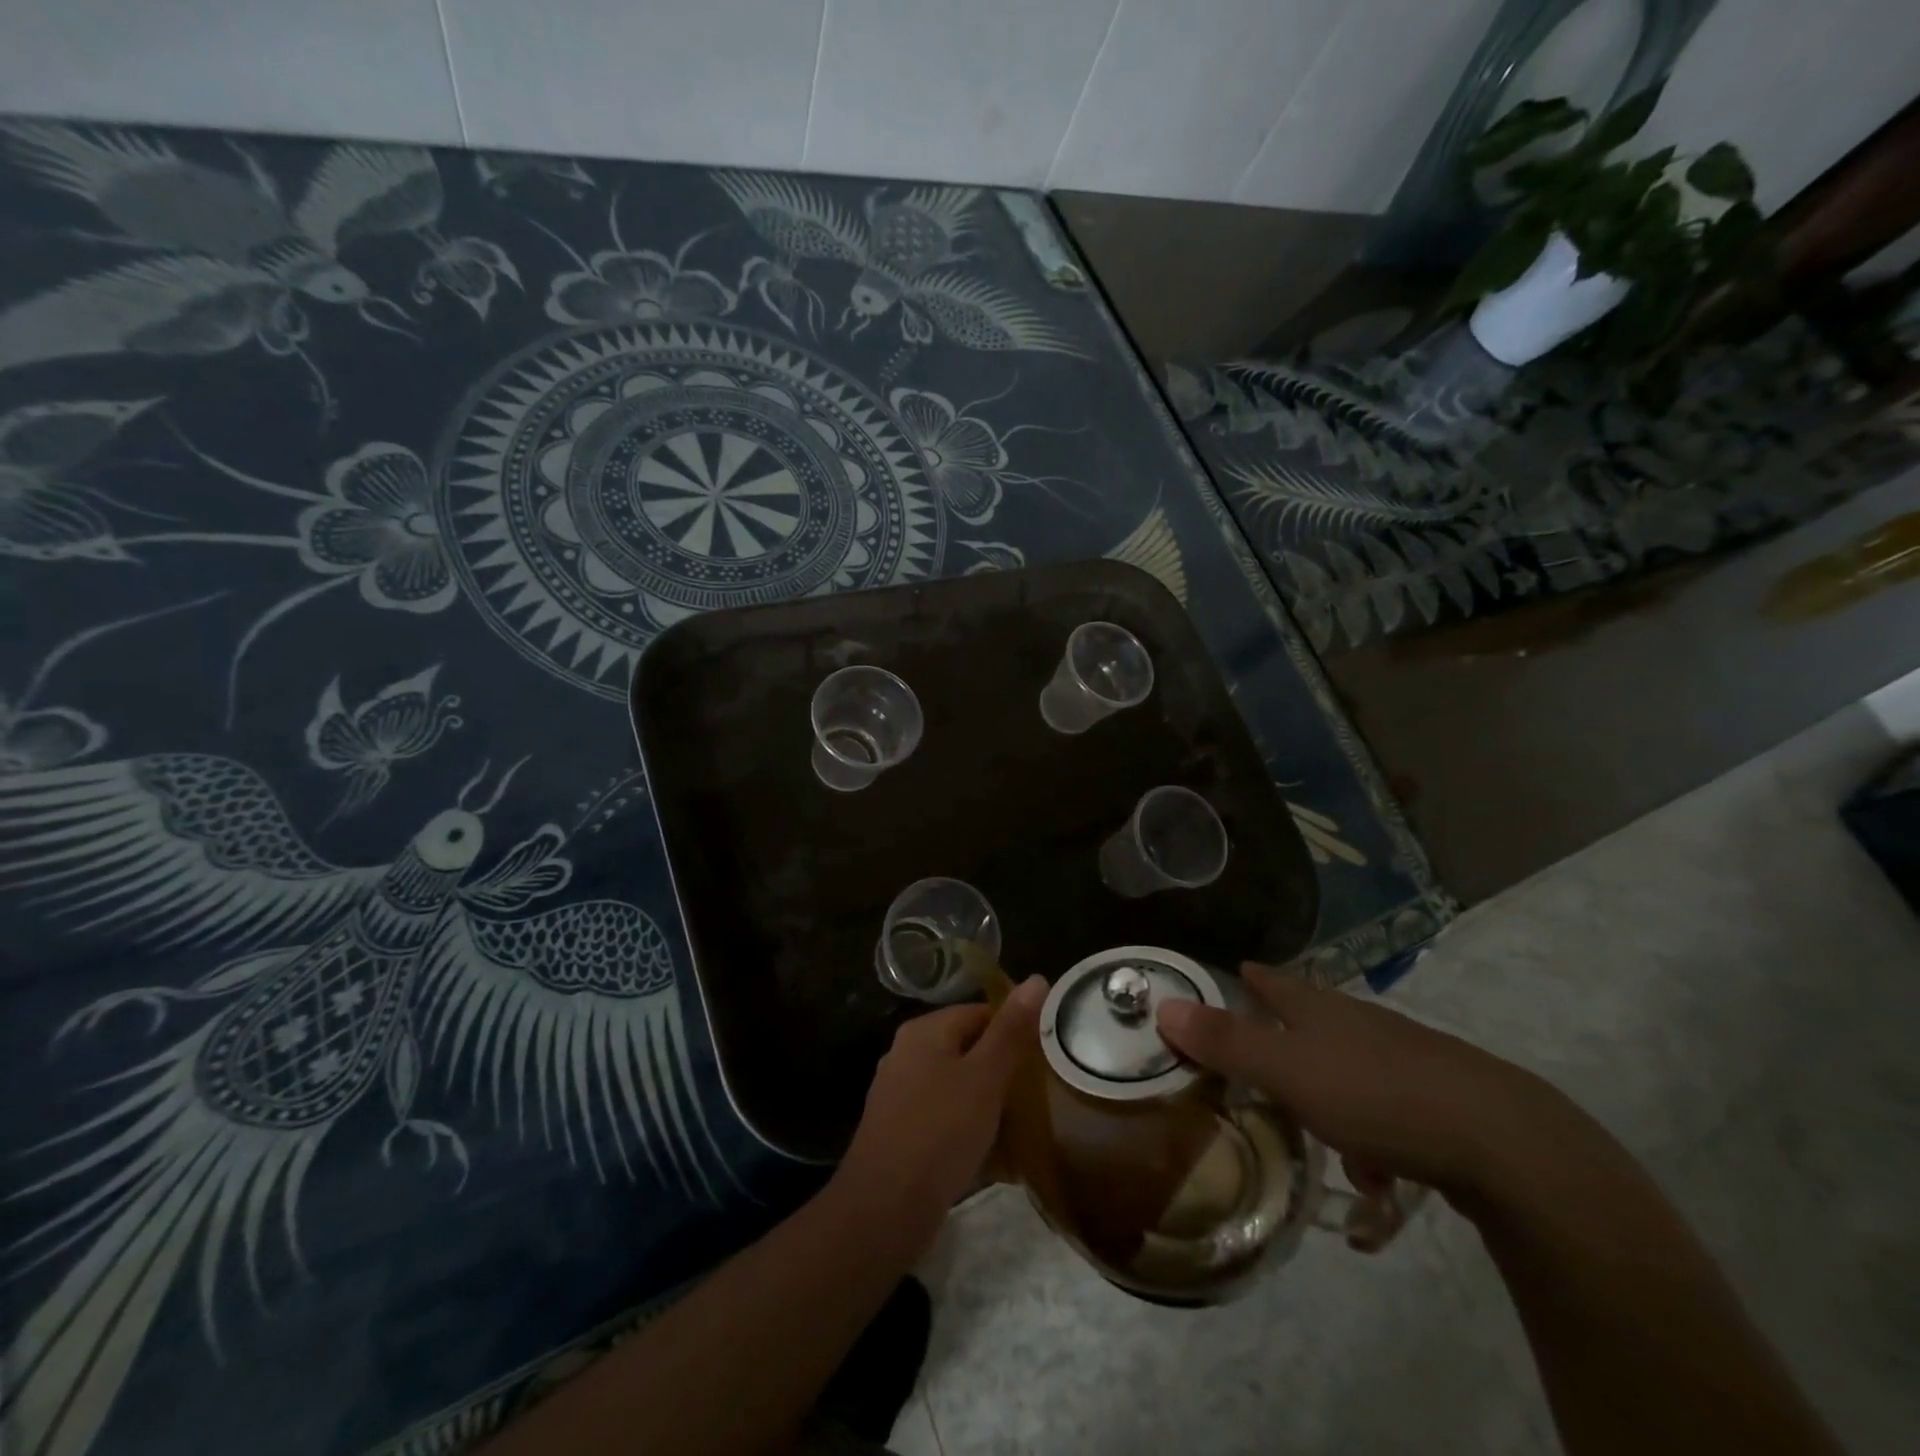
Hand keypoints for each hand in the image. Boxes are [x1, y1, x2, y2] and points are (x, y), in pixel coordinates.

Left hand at [832, 977, 1047, 1256]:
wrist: (884, 1210)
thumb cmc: (939, 1133)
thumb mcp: (984, 1078)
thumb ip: (1011, 1031)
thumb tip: (1037, 978)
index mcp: (924, 1031)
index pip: (980, 1012)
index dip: (1014, 1030)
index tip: (1045, 1057)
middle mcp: (907, 1054)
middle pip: (968, 1048)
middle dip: (1003, 1069)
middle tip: (1039, 1091)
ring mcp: (901, 1094)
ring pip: (958, 1085)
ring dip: (988, 1101)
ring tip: (1024, 1122)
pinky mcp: (902, 1131)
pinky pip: (945, 1117)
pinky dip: (969, 1127)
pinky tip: (994, 1153)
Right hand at [1156, 963, 1582, 1204]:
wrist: (1505, 1144)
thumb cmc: (1378, 1095)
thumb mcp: (1288, 1070)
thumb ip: (1226, 1042)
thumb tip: (1162, 1003)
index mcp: (1322, 1009)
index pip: (1276, 983)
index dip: (1252, 979)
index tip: (1239, 970)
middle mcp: (1361, 1025)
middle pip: (1313, 1024)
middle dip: (1287, 1042)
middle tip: (1261, 1070)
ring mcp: (1405, 1061)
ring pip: (1351, 1075)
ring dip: (1330, 1104)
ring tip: (1325, 1150)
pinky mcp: (1441, 1103)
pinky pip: (1388, 1116)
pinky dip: (1374, 1140)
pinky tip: (1379, 1180)